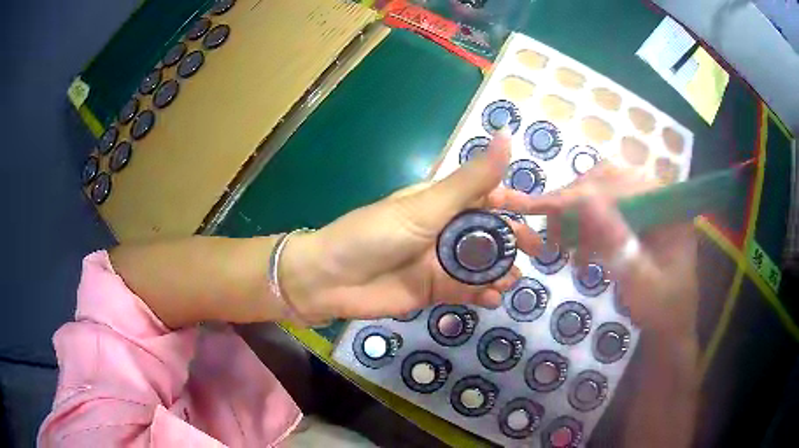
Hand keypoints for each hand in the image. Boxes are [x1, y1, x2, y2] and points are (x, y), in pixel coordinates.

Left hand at [280, 131, 540, 323]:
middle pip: (489, 233)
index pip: (486, 195)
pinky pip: (466, 291)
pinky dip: (482, 294)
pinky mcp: (434, 290)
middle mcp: (443, 230)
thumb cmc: (375, 235)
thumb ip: (471, 180)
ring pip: (482, 264)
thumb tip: (506, 136)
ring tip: (511, 281)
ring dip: (500, 271)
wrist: (331, 280)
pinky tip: (492, 299)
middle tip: (536, 254)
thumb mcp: (426, 206)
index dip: (513, 202)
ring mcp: (439, 262)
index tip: (539, 213)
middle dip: (513, 241)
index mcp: (440, 202)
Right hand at [489, 163, 698, 335]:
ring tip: (559, 241)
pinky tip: (578, 252)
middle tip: (549, 227)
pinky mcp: (637, 219)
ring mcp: (647, 206)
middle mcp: (657, 197)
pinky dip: (585, 228)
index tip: (543, 208)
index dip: (581, 194)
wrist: (670, 325)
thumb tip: (583, 201)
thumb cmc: (661, 308)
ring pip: (604, 193)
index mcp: (668, 207)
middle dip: (575, 201)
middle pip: (610, 181)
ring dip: (577, 214)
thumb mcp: (640, 280)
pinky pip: (605, 211)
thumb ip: (616, 242)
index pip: (621, 185)